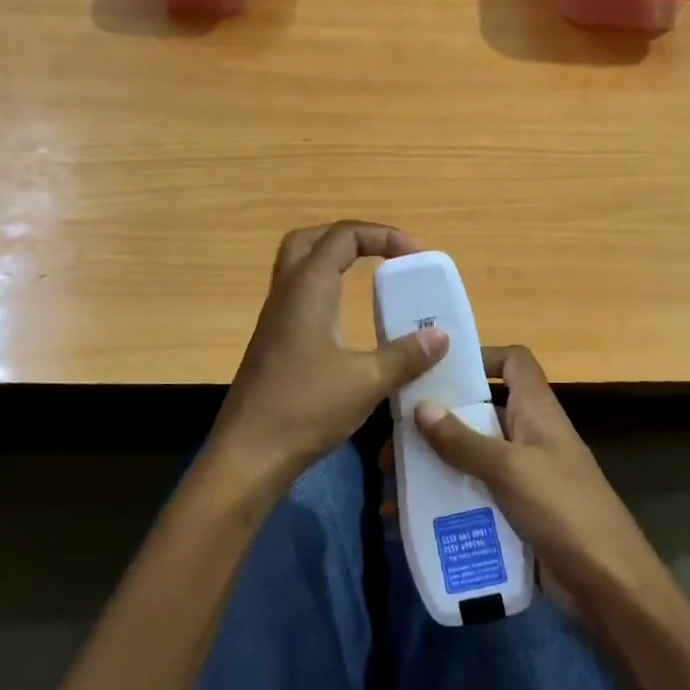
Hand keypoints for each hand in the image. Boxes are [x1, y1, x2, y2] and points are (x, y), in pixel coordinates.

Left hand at [207, 221, 447, 491]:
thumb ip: (406, 355)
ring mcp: (275, 320)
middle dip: (350, 239)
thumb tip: (440, 336)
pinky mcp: (274, 345)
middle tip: (384, 256)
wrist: (249, 454)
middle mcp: (286, 295)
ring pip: (300, 271)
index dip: (383, 235)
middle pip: (310, 241)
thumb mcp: (367, 381)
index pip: (343, 235)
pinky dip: (327, 295)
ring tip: (372, 283)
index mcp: (307, 289)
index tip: (416, 256)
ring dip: (335, 265)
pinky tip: (349, 325)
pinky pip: (300, 300)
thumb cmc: (306, 409)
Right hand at [414, 346, 665, 613]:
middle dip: (435, 424)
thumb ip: (463, 440)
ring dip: (432, 469)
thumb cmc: (563, 510)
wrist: (609, 586)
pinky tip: (408, 521)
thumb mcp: (509, 470)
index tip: (437, 369)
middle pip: (478, 414)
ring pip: (470, 460)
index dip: (481, 356)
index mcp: (537, 412)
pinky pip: (473, 499)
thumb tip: (421, 407)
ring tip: (391, 486)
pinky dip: (444, 505)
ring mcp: (523, 479)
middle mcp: (529, 438)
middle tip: (390, 443)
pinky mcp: (515, 515)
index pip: (514, 362)